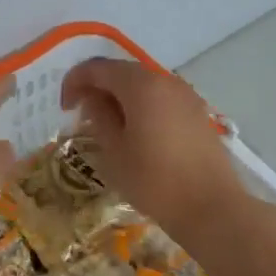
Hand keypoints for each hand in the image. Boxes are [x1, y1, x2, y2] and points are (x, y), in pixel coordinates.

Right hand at [61, 59, 242, 239]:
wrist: (211, 208)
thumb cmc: (154, 181)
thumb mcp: (114, 152)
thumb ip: (99, 118)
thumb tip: (93, 100)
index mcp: (141, 85)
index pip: (98, 68)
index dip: (75, 82)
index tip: (65, 107)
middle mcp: (165, 81)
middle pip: (123, 72)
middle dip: (98, 88)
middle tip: (82, 114)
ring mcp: (186, 96)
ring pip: (144, 86)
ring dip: (121, 98)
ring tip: (108, 126)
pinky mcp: (198, 114)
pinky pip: (162, 99)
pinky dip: (142, 107)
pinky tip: (136, 133)